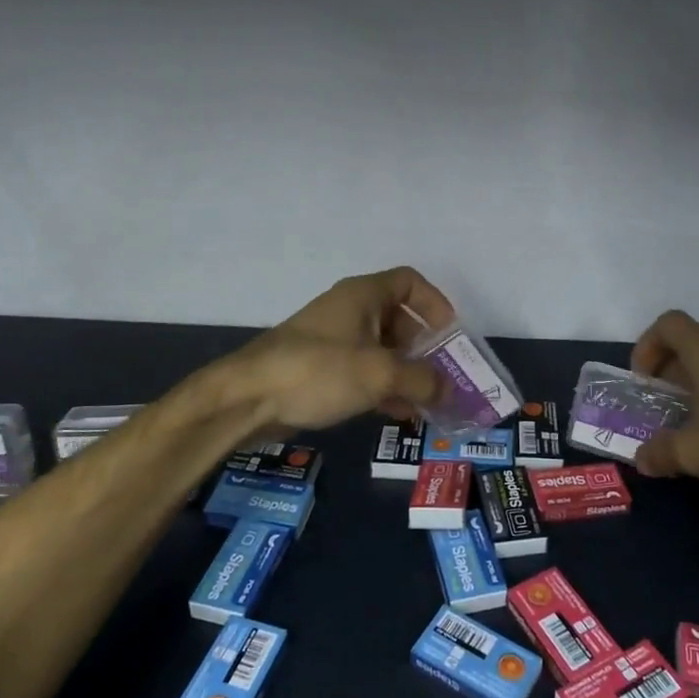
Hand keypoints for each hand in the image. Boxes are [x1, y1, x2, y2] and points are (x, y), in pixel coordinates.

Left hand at [219, 267, 455, 433]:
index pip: (410, 282)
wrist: (248, 397)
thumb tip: (450, 391)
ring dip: (407, 373)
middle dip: (425, 348)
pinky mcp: (321, 368)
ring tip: (429, 403)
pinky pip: (364, 372)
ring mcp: (334, 340)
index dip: (436, 304)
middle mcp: (350, 311)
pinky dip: (384, 388)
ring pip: (382, 350)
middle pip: (400, 319)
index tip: (451, 336)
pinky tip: (400, 415)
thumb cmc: (319, 371)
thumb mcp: (380, 374)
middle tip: (445, 377)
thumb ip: (422, 380)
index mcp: (363, 295)